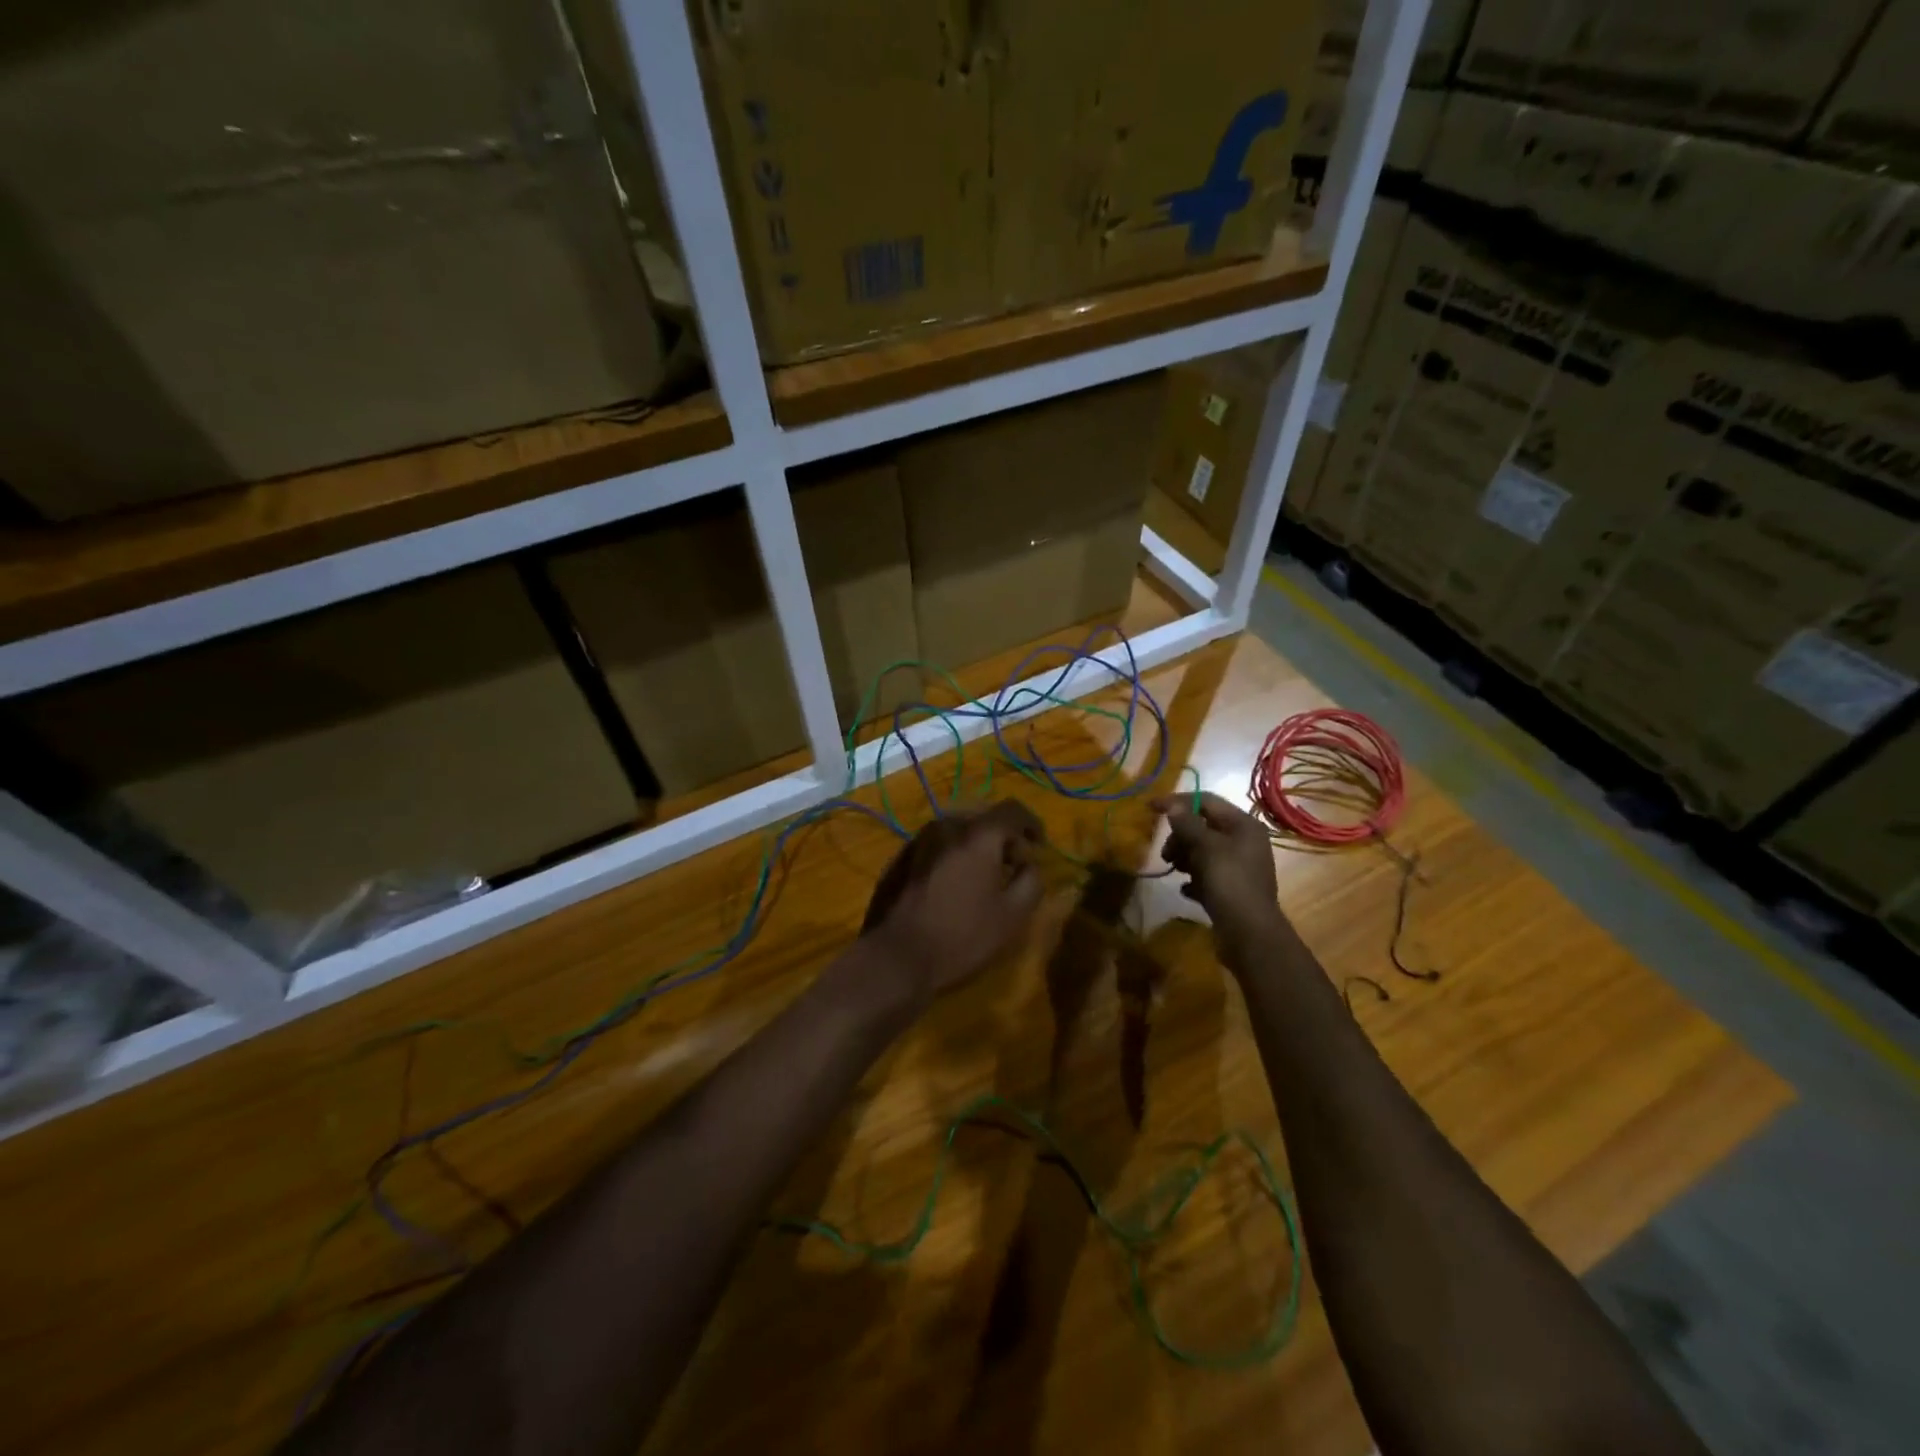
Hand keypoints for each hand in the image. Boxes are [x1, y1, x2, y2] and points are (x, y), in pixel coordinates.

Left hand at [862, 801, 1046, 1001]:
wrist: (895, 957)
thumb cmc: (961, 936)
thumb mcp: (1012, 916)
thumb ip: (1031, 881)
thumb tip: (1029, 865)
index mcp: (977, 835)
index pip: (1013, 810)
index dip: (1032, 824)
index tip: (1039, 846)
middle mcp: (946, 826)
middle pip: (983, 817)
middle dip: (1003, 835)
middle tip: (1012, 864)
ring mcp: (918, 840)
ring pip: (957, 829)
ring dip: (975, 844)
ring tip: (982, 875)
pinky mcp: (900, 857)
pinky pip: (936, 844)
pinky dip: (952, 854)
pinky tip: (952, 884)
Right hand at [1154, 792, 1287, 949]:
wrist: (1249, 933)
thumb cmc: (1229, 882)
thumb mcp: (1205, 848)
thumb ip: (1187, 824)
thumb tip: (1173, 805)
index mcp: (1243, 825)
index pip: (1206, 801)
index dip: (1177, 801)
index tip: (1150, 808)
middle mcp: (1244, 841)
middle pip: (1203, 827)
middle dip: (1180, 836)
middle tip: (1166, 854)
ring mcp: (1239, 866)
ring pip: (1203, 851)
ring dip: (1184, 857)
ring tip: (1174, 870)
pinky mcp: (1232, 888)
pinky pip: (1207, 875)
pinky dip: (1194, 879)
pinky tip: (1186, 889)